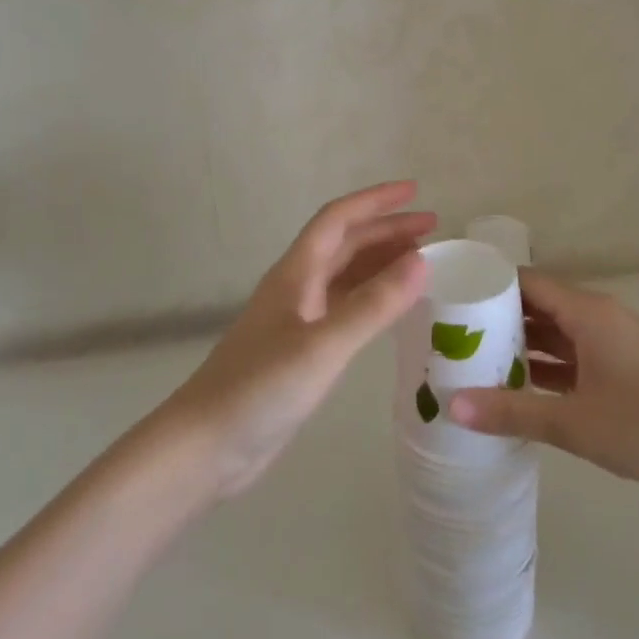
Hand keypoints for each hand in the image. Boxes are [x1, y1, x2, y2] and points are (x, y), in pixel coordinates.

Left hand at [160, 182, 431, 498]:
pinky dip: (371, 298)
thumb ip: (373, 305)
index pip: (339, 219)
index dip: (376, 201)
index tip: (416, 192)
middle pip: (345, 243)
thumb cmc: (260, 389)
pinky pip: (344, 307)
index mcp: (296, 274)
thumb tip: (422, 261)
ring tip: (422, 262)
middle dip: (387, 230)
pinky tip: (392, 308)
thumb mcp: (322, 346)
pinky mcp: (300, 350)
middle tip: (433, 231)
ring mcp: (297, 319)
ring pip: (345, 275)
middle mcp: (296, 287)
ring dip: (380, 262)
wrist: (206, 446)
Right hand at [447, 269, 638, 492]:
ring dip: (520, 345)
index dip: (485, 287)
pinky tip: (520, 388)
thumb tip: (451, 405)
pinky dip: (546, 366)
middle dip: (495, 320)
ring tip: (473, 362)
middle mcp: (596, 317)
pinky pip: (574, 355)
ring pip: (555, 333)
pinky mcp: (625, 367)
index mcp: (585, 312)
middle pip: (536, 306)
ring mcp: (613, 342)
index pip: (524, 282)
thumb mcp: (577, 423)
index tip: (447, 302)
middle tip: (449, 337)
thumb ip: (512, 413)